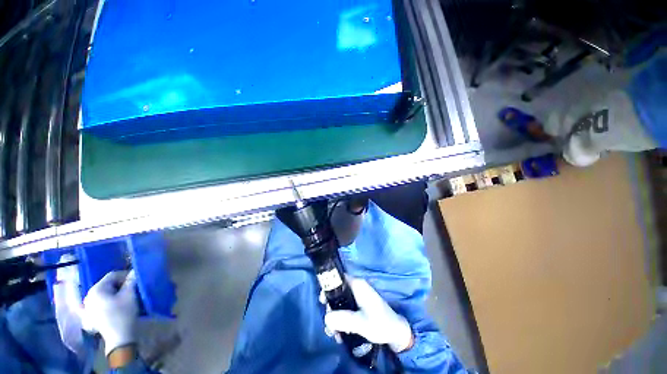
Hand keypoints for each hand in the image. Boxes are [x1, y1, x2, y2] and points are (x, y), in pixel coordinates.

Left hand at [82, 270, 137, 355]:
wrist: (119, 338)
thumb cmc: (124, 313)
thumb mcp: (130, 295)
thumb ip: (131, 281)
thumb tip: (134, 272)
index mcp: (96, 289)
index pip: (112, 275)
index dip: (126, 275)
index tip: (136, 280)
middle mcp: (88, 296)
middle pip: (106, 285)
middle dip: (120, 285)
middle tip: (132, 289)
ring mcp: (87, 307)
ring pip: (103, 295)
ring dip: (114, 294)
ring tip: (124, 298)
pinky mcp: (89, 317)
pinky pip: (98, 304)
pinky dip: (106, 302)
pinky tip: (113, 306)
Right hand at [322, 277, 413, 352]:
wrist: (396, 333)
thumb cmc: (380, 324)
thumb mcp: (361, 323)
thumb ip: (343, 319)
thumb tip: (326, 317)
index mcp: (357, 285)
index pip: (338, 279)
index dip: (328, 288)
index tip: (322, 302)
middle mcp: (356, 287)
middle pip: (337, 292)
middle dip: (331, 308)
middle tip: (329, 324)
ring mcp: (358, 296)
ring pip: (340, 302)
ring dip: (335, 317)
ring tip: (334, 334)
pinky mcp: (359, 305)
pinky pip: (345, 308)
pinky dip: (341, 319)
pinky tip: (341, 333)